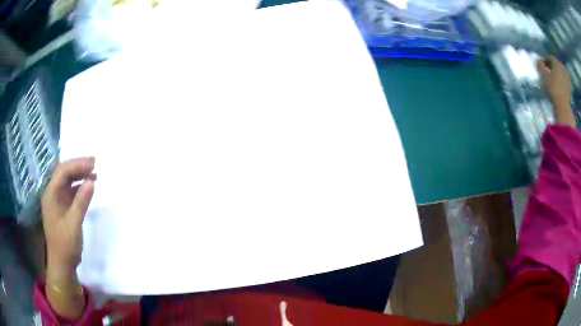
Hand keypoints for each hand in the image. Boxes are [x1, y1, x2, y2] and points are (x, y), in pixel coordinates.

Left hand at [42, 157, 95, 276]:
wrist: (62, 264)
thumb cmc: (66, 245)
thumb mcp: (74, 224)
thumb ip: (81, 202)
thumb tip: (91, 180)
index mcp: (51, 194)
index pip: (63, 171)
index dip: (77, 165)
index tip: (93, 164)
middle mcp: (52, 193)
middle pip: (64, 172)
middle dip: (78, 166)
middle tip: (95, 164)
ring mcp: (56, 200)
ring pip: (67, 180)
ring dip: (79, 175)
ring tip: (93, 172)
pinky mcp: (61, 207)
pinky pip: (69, 191)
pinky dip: (79, 186)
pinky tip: (87, 187)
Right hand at [537, 56, 575, 126]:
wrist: (563, 107)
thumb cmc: (553, 88)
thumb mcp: (544, 75)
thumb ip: (540, 66)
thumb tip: (538, 60)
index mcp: (556, 62)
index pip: (549, 57)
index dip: (544, 60)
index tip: (541, 65)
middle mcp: (562, 67)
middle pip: (555, 64)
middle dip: (551, 67)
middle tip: (547, 72)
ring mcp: (567, 78)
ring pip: (560, 72)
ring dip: (557, 74)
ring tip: (553, 79)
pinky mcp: (569, 87)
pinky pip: (564, 80)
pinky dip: (561, 81)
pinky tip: (558, 85)